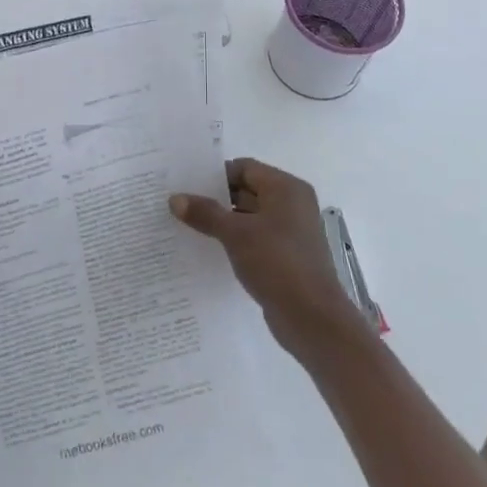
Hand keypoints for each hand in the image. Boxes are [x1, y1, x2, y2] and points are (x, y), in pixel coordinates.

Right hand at [171, 158, 369, 366]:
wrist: (311, 318)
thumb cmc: (277, 263)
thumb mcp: (236, 234)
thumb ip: (205, 213)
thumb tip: (175, 198)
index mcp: (286, 188)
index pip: (245, 168)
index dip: (215, 175)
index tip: (185, 185)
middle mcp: (292, 204)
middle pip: (247, 190)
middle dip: (215, 198)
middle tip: (180, 205)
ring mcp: (290, 232)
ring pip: (249, 216)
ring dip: (223, 221)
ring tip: (187, 226)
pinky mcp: (286, 256)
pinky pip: (255, 238)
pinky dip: (234, 240)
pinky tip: (209, 249)